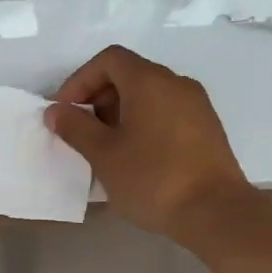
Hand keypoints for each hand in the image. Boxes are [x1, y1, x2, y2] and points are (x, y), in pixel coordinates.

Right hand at [46, 46, 248, 244]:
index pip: (108, 60)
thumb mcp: (103, 154)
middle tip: (80, 131)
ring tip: (105, 148)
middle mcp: (176, 83)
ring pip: (148, 95)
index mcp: (149, 81)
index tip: (65, 111)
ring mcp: (196, 105)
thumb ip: (75, 127)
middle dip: (97, 97)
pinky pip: (166, 112)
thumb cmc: (152, 179)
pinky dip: (143, 123)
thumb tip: (56, 111)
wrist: (215, 213)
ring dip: (119, 112)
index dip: (79, 80)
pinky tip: (134, 156)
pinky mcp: (207, 128)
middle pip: (129, 74)